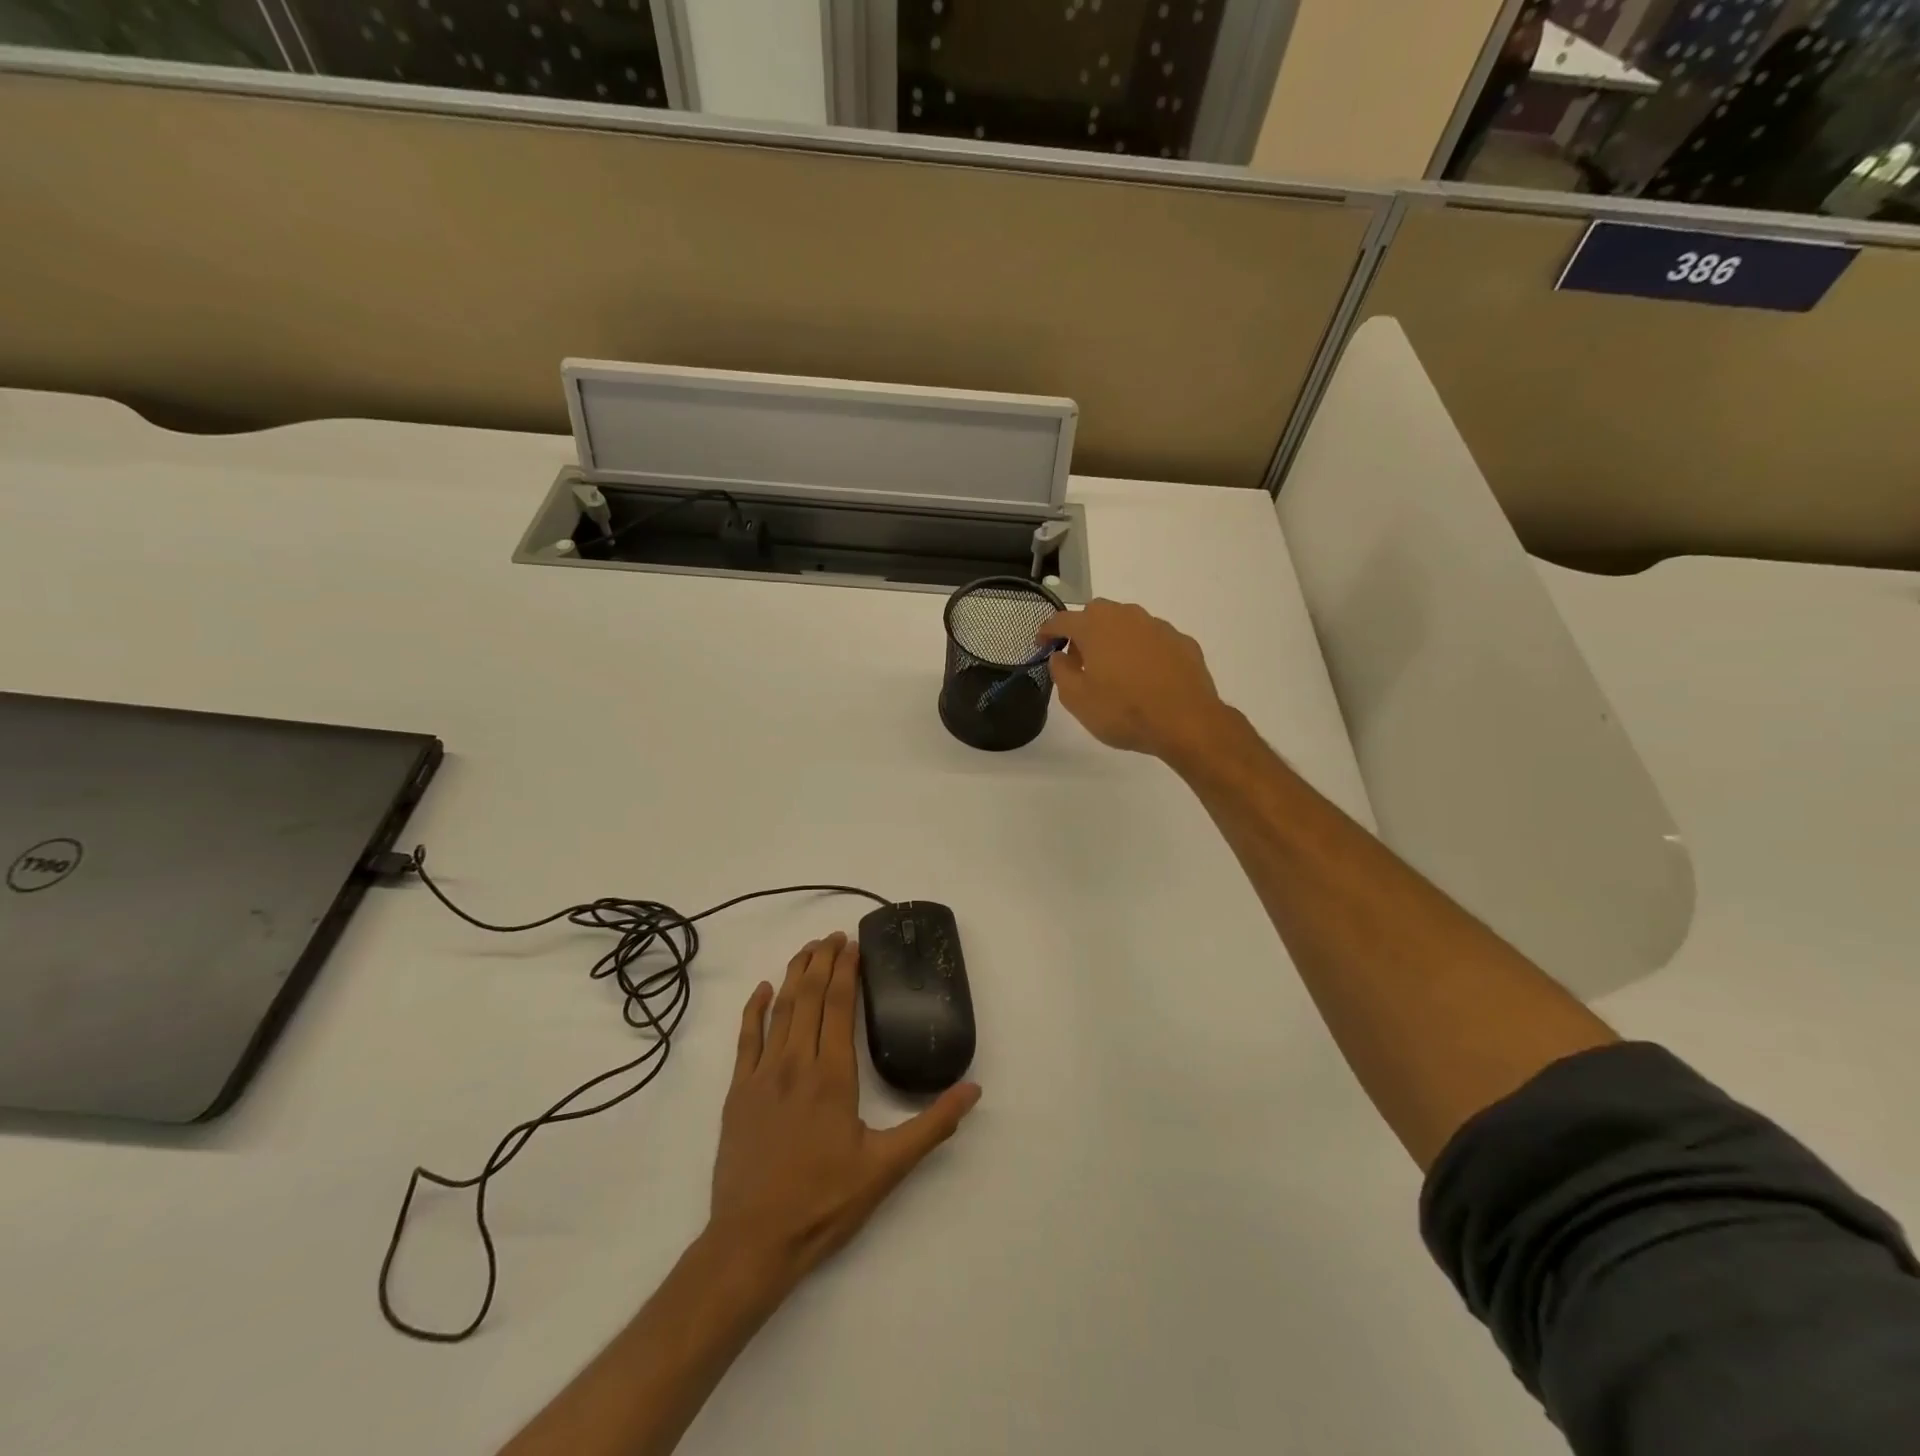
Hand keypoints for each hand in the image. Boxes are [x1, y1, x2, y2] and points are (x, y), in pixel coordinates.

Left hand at [708, 933, 980, 1289]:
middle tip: (833, 936)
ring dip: (795, 975)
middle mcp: (796, 1063)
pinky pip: (746, 1039)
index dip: (847, 970)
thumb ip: (931, 1125)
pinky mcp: (738, 1093)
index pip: (840, 1006)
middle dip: (822, 961)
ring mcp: (762, 1075)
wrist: (753, 1242)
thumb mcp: (887, 1168)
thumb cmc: (824, 1202)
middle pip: (810, 997)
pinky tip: (763, 990)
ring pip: (780, 1010)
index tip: (853, 944)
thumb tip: (973, 1090)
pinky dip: (754, 1009)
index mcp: (833, 1075)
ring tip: (807, 950)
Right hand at [1040, 599, 1231, 763]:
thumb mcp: (1077, 700)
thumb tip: (1060, 655)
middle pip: (1097, 612)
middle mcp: (1126, 617)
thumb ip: (1061, 672)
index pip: (1063, 619)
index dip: (1048, 630)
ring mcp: (1157, 626)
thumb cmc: (1123, 711)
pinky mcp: (1182, 641)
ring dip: (1115, 638)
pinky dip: (1143, 650)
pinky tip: (1146, 675)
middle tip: (1081, 659)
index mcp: (1095, 627)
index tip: (1041, 643)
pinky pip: (1153, 639)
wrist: (1186, 721)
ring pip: (1128, 622)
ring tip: (1115, 667)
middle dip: (1084, 630)